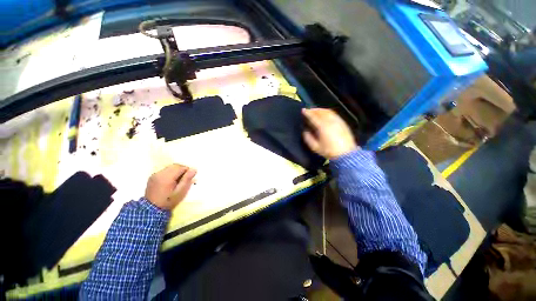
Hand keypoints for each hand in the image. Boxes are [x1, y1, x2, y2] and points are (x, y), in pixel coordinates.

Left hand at [145, 164, 196, 209]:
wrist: (152, 209)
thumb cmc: (169, 201)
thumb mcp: (180, 191)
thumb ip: (187, 179)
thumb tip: (194, 169)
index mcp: (167, 177)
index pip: (181, 167)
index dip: (187, 171)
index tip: (189, 178)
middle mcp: (160, 173)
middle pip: (175, 165)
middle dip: (182, 170)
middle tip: (184, 179)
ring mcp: (155, 175)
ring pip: (169, 167)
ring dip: (176, 171)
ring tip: (177, 180)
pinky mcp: (152, 177)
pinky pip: (164, 171)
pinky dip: (169, 173)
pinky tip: (170, 181)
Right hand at [302, 108, 357, 158]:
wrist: (346, 154)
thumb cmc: (329, 151)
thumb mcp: (315, 147)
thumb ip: (308, 138)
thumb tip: (305, 131)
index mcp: (323, 127)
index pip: (313, 117)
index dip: (307, 113)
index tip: (303, 110)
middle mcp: (331, 121)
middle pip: (321, 112)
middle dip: (314, 110)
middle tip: (309, 111)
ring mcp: (338, 121)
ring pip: (328, 112)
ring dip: (321, 110)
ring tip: (316, 111)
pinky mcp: (343, 123)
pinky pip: (334, 114)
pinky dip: (328, 112)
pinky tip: (325, 115)